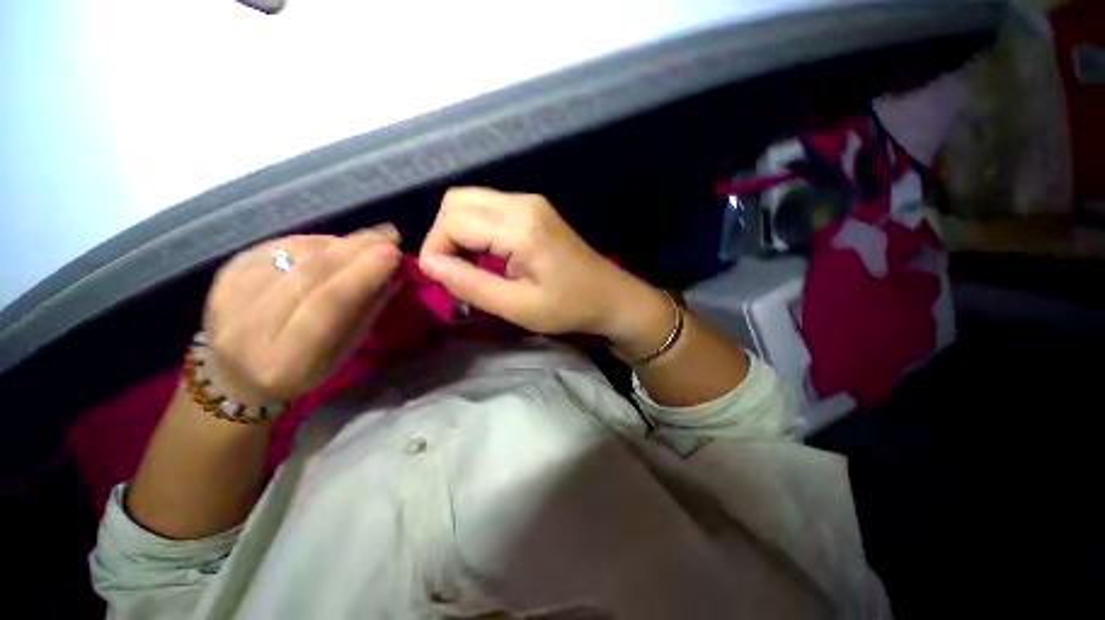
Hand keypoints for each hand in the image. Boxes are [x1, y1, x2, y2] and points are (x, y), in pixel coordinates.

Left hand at [201, 225, 401, 406]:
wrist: (234, 373)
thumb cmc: (301, 371)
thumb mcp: (343, 351)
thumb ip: (367, 311)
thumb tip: (394, 273)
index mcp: (286, 359)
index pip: (328, 305)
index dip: (362, 275)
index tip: (393, 252)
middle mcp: (250, 327)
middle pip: (310, 273)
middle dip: (355, 249)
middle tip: (388, 236)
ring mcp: (229, 297)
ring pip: (293, 254)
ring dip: (337, 243)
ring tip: (366, 241)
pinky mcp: (223, 275)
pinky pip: (276, 246)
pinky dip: (312, 241)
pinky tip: (332, 245)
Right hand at [418, 188, 672, 357]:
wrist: (610, 296)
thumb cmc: (569, 307)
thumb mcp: (517, 306)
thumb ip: (470, 284)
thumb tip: (428, 263)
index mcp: (519, 226)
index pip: (453, 220)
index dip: (435, 248)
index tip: (441, 279)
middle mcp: (522, 203)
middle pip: (457, 201)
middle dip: (444, 236)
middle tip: (455, 272)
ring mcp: (531, 202)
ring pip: (471, 202)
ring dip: (459, 233)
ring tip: (470, 268)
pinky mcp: (535, 210)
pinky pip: (490, 209)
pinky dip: (477, 230)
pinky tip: (488, 256)